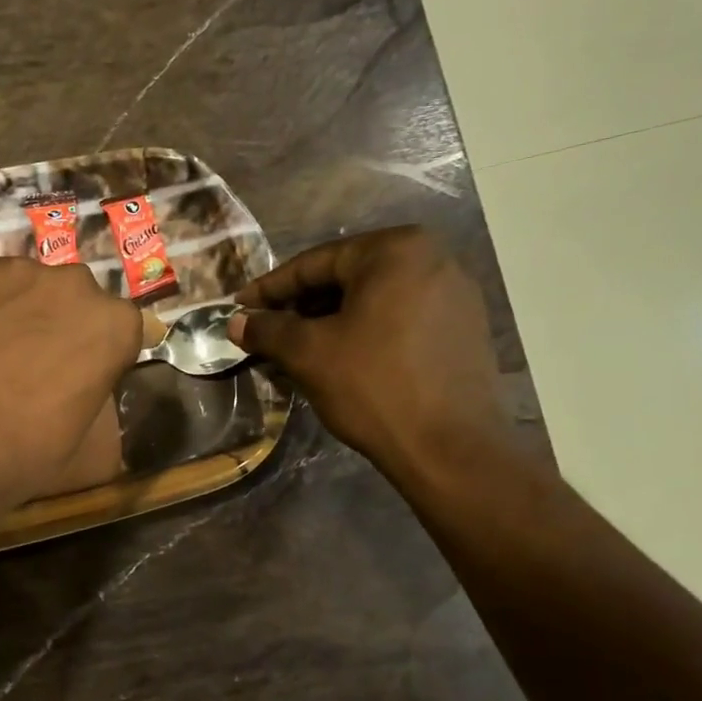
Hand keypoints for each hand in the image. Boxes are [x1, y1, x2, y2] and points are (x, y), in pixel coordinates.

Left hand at [0, 253, 140, 513]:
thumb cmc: (23, 458)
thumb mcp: (95, 453)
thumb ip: (108, 407)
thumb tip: (97, 393)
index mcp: (113, 324)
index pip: (117, 327)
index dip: (96, 352)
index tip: (75, 376)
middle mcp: (72, 283)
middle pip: (70, 298)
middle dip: (55, 323)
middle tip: (26, 365)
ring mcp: (13, 270)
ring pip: (20, 286)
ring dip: (11, 311)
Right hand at [228, 227, 510, 482]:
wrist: (450, 449)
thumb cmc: (373, 386)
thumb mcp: (308, 354)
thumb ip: (268, 330)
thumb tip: (237, 323)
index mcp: (395, 251)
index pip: (315, 263)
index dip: (269, 288)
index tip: (238, 308)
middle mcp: (432, 259)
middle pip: (346, 277)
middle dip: (301, 305)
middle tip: (265, 330)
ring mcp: (455, 294)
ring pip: (372, 299)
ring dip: (329, 320)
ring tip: (296, 349)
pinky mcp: (464, 328)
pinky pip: (399, 318)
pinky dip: (363, 331)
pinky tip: (340, 358)